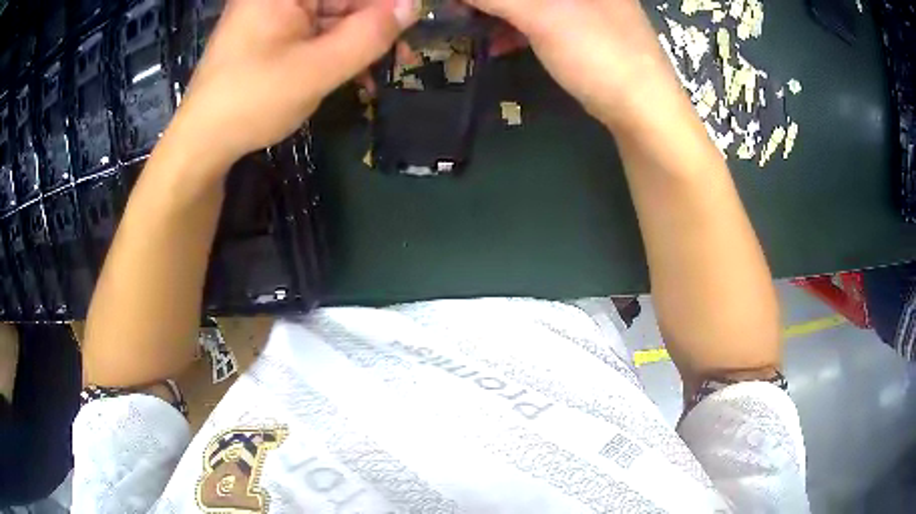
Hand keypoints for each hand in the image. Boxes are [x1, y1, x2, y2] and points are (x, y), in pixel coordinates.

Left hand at [171, 0, 417, 167]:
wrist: (202, 143)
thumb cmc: (250, 102)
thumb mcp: (316, 70)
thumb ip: (368, 35)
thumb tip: (412, 5)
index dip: (382, 5)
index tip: (411, 19)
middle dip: (374, 21)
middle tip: (403, 53)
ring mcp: (276, 12)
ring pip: (333, 14)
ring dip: (360, 39)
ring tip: (382, 68)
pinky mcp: (274, 33)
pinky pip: (317, 30)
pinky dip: (338, 48)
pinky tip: (355, 71)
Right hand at [463, 0, 677, 126]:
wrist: (643, 109)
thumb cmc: (597, 52)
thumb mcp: (541, 16)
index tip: (459, 2)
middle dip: (490, 2)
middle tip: (461, 11)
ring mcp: (587, 8)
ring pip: (532, 4)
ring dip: (499, 13)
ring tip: (470, 27)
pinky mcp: (584, 31)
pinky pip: (541, 20)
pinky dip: (516, 29)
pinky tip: (496, 44)